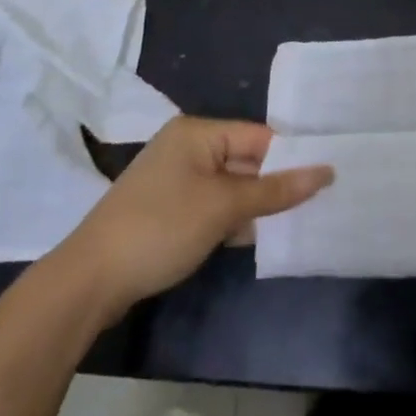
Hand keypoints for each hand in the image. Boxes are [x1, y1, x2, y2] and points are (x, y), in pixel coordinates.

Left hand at [56, 117, 332, 314]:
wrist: (88, 283)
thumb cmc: (161, 228)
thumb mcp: (225, 207)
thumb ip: (276, 190)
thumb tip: (327, 172)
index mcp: (197, 132)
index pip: (259, 136)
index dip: (291, 157)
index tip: (326, 177)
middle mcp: (186, 148)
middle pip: (245, 160)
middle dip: (274, 185)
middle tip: (318, 202)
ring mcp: (174, 181)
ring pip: (230, 187)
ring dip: (255, 206)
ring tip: (296, 221)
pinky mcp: (167, 211)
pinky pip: (212, 206)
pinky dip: (232, 220)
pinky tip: (255, 238)